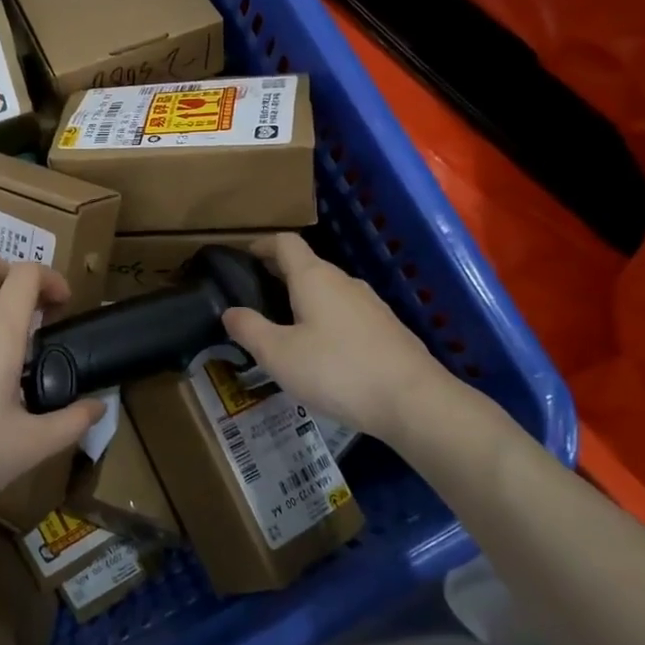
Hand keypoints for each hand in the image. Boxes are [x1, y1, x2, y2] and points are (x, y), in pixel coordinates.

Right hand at [222, 234, 509, 461]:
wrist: (414, 401)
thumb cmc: (337, 371)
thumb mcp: (279, 355)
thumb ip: (249, 329)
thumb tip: (230, 312)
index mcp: (314, 278)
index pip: (285, 243)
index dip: (262, 245)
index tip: (244, 257)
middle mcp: (344, 282)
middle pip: (307, 265)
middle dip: (279, 274)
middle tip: (255, 297)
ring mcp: (371, 304)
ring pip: (329, 291)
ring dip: (304, 299)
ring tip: (285, 326)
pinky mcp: (387, 329)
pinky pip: (347, 313)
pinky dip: (326, 319)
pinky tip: (322, 351)